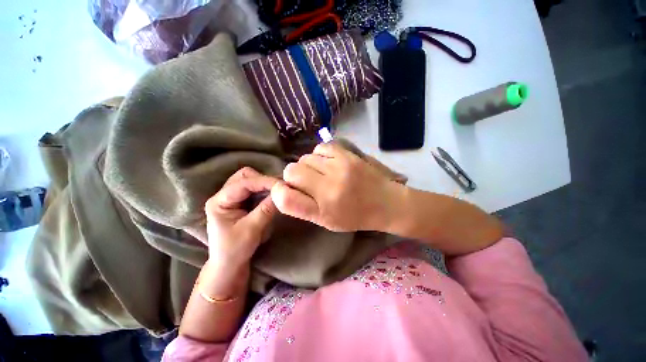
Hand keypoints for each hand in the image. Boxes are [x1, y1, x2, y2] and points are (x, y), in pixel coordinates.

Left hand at [205, 167, 278, 266]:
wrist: (229, 264)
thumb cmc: (235, 250)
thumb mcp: (251, 230)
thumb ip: (266, 210)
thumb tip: (282, 194)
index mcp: (219, 201)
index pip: (243, 184)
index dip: (264, 182)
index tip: (282, 185)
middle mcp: (223, 195)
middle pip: (244, 176)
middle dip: (263, 180)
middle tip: (279, 188)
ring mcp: (232, 197)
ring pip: (250, 180)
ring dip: (265, 184)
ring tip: (278, 191)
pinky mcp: (240, 202)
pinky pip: (254, 189)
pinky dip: (265, 189)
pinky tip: (273, 195)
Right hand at [271, 143, 402, 231]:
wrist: (385, 202)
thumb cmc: (355, 216)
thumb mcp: (326, 222)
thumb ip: (302, 207)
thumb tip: (282, 188)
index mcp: (323, 210)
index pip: (285, 198)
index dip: (279, 192)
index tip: (285, 190)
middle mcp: (328, 187)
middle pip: (291, 171)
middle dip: (293, 176)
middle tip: (307, 183)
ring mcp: (339, 167)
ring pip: (305, 158)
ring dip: (308, 166)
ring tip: (321, 173)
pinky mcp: (347, 154)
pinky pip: (320, 148)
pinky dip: (319, 155)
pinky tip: (328, 163)